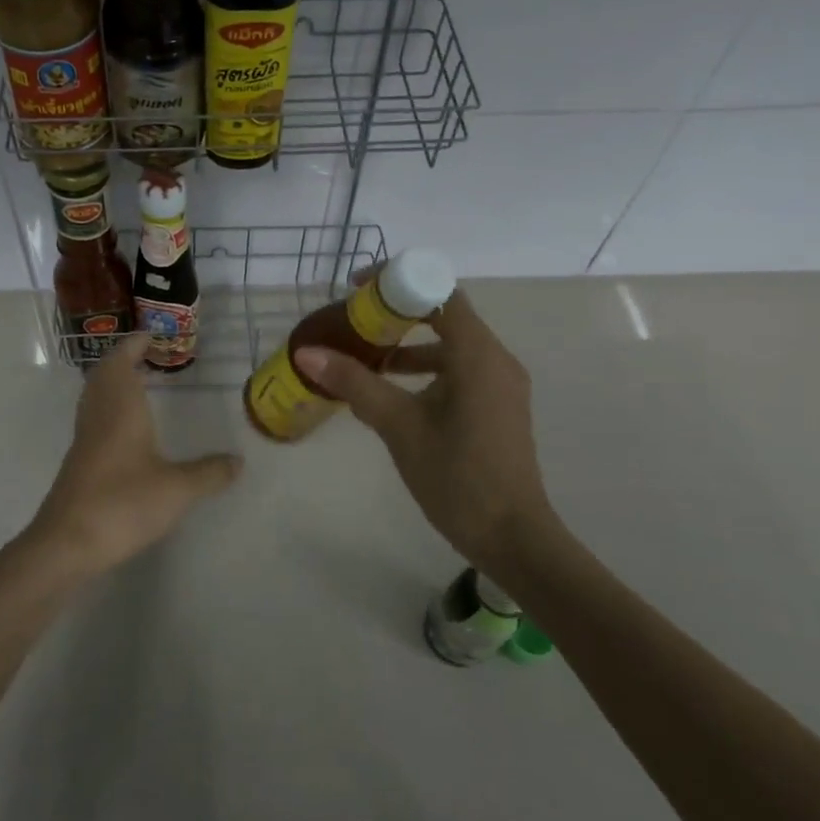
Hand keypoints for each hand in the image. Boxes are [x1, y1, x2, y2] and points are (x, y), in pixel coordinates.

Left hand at [24, 333, 241, 576]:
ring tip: (137, 384)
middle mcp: (98, 416)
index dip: (134, 345)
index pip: (122, 361)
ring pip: (94, 396)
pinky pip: (93, 418)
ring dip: (113, 382)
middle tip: (146, 356)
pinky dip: (108, 407)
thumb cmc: (123, 504)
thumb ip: (209, 473)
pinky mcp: (78, 462)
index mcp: (120, 409)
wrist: (66, 543)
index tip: (151, 336)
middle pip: (103, 375)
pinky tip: (125, 428)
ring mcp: (84, 439)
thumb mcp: (177, 489)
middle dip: (122, 359)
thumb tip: (239, 461)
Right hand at [292, 290, 557, 568]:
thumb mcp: (398, 426)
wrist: (511, 537)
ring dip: (409, 344)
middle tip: (353, 320)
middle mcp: (495, 359)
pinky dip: (425, 369)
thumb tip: (308, 353)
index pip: (439, 293)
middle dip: (397, 313)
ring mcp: (499, 383)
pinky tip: (391, 392)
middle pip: (445, 314)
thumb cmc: (456, 477)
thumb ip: (354, 384)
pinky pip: (458, 369)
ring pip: (450, 345)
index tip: (356, 289)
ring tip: (363, 356)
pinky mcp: (497, 405)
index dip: (396, 282)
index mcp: (477, 355)